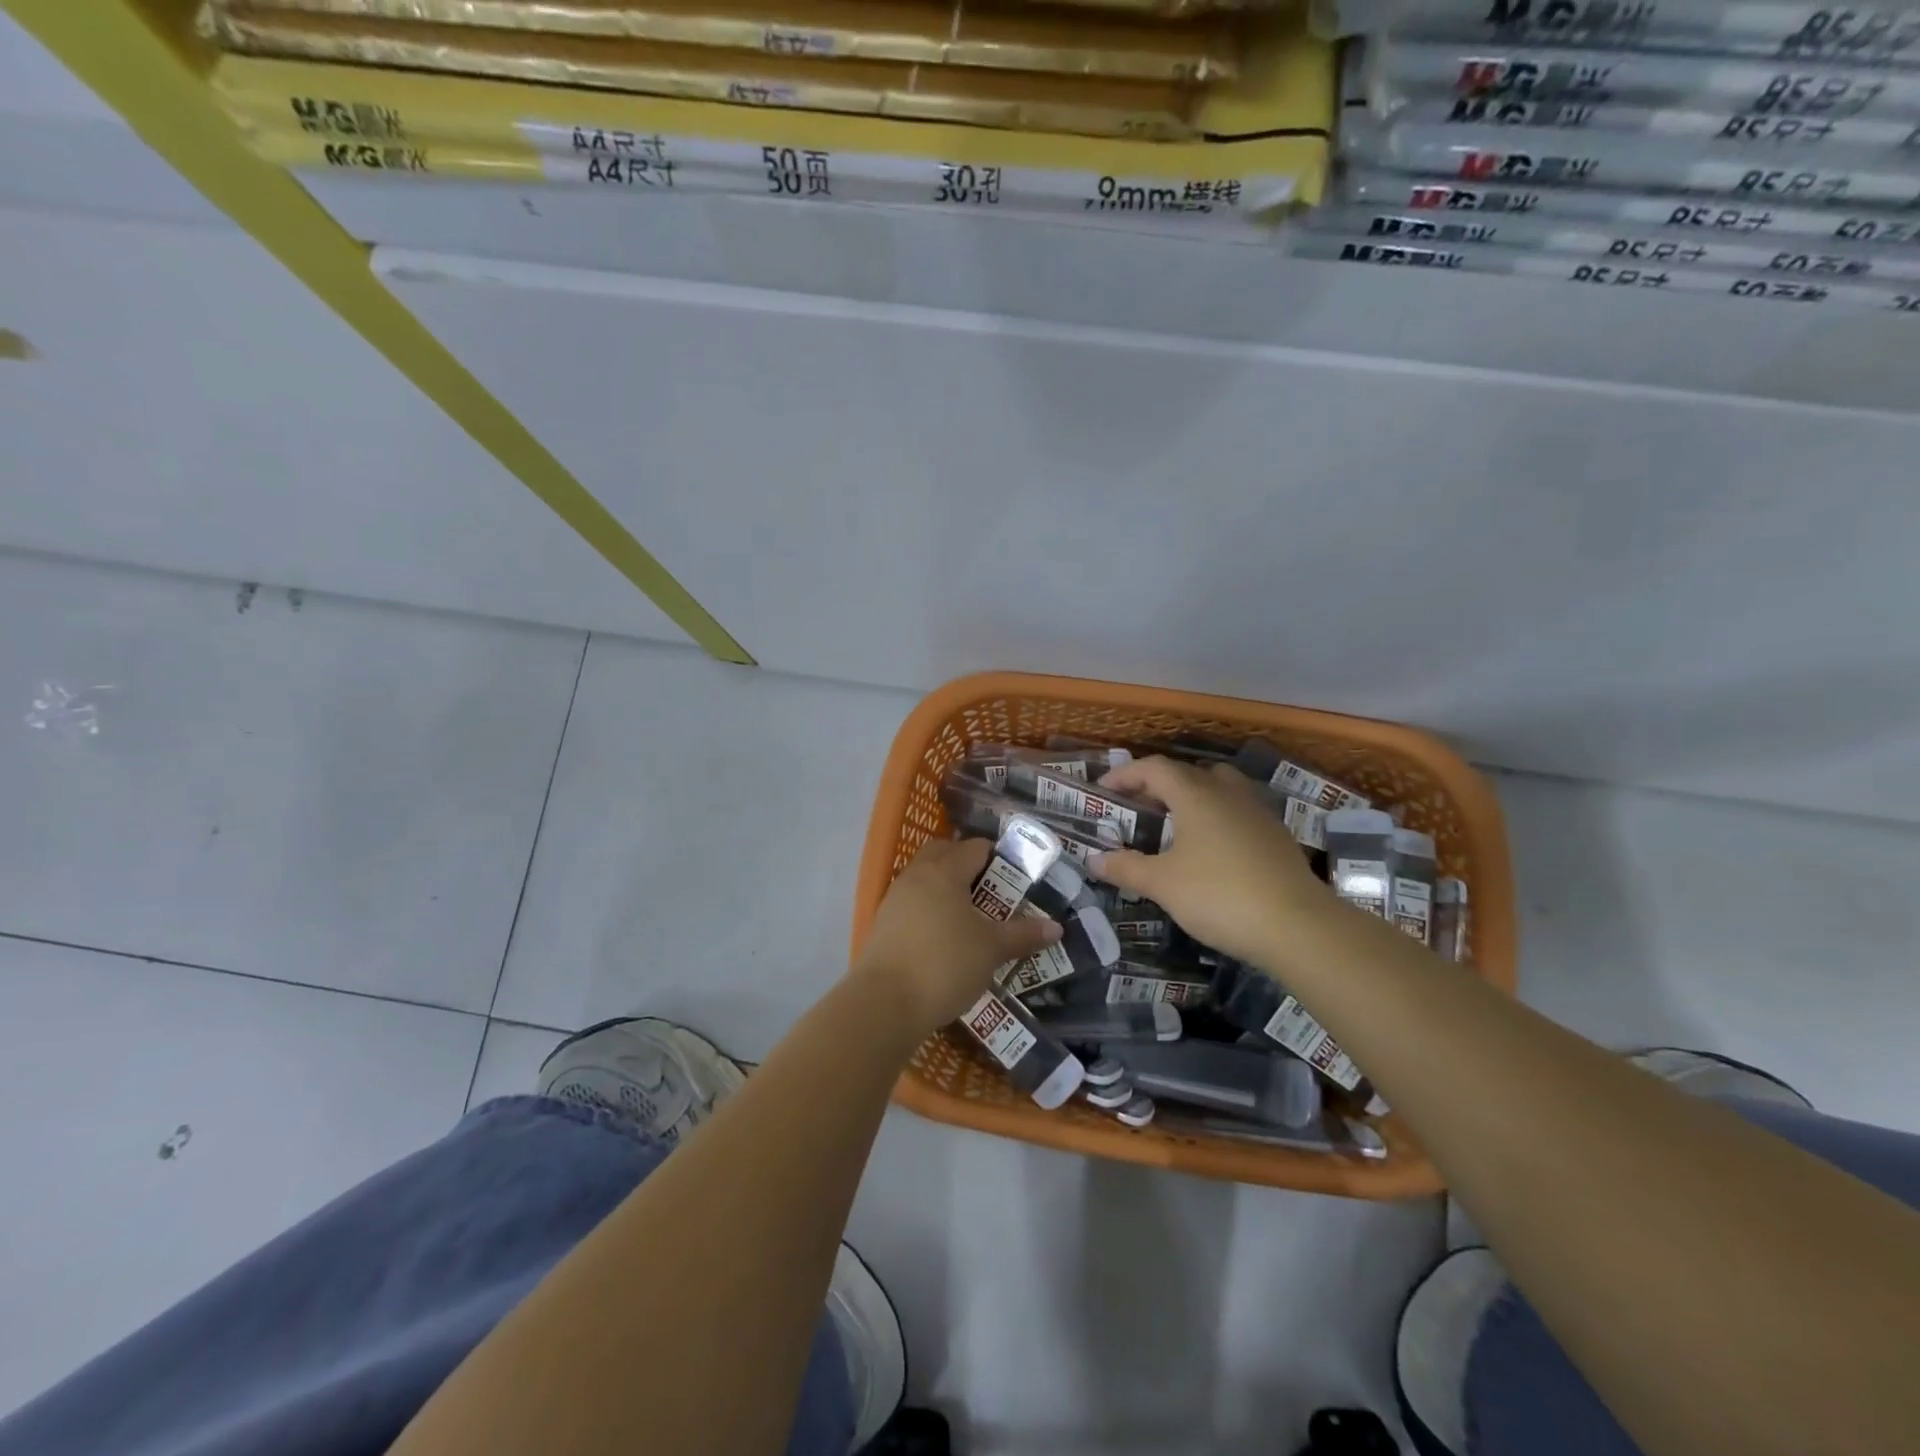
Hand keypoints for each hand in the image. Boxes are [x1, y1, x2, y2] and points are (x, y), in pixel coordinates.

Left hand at [852, 838, 1062, 1035]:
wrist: (884, 1003)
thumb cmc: (945, 963)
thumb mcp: (992, 949)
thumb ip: (1023, 934)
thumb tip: (1056, 927)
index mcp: (944, 871)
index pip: (975, 847)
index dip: (998, 857)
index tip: (1016, 876)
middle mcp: (917, 875)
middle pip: (943, 854)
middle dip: (967, 864)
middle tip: (992, 890)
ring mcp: (895, 899)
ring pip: (925, 878)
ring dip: (946, 888)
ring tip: (971, 915)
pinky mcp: (883, 924)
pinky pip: (912, 903)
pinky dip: (930, 909)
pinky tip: (944, 936)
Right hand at [1091, 756, 1332, 966]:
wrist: (1298, 925)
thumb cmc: (1219, 895)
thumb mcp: (1163, 884)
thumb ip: (1126, 867)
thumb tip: (1094, 859)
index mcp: (1195, 794)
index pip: (1153, 768)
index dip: (1125, 774)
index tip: (1104, 790)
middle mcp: (1227, 792)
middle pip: (1187, 772)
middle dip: (1156, 784)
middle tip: (1136, 807)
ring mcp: (1257, 811)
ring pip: (1218, 787)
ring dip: (1191, 796)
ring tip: (1173, 822)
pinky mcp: (1276, 834)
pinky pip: (1237, 810)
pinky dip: (1215, 816)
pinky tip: (1210, 847)